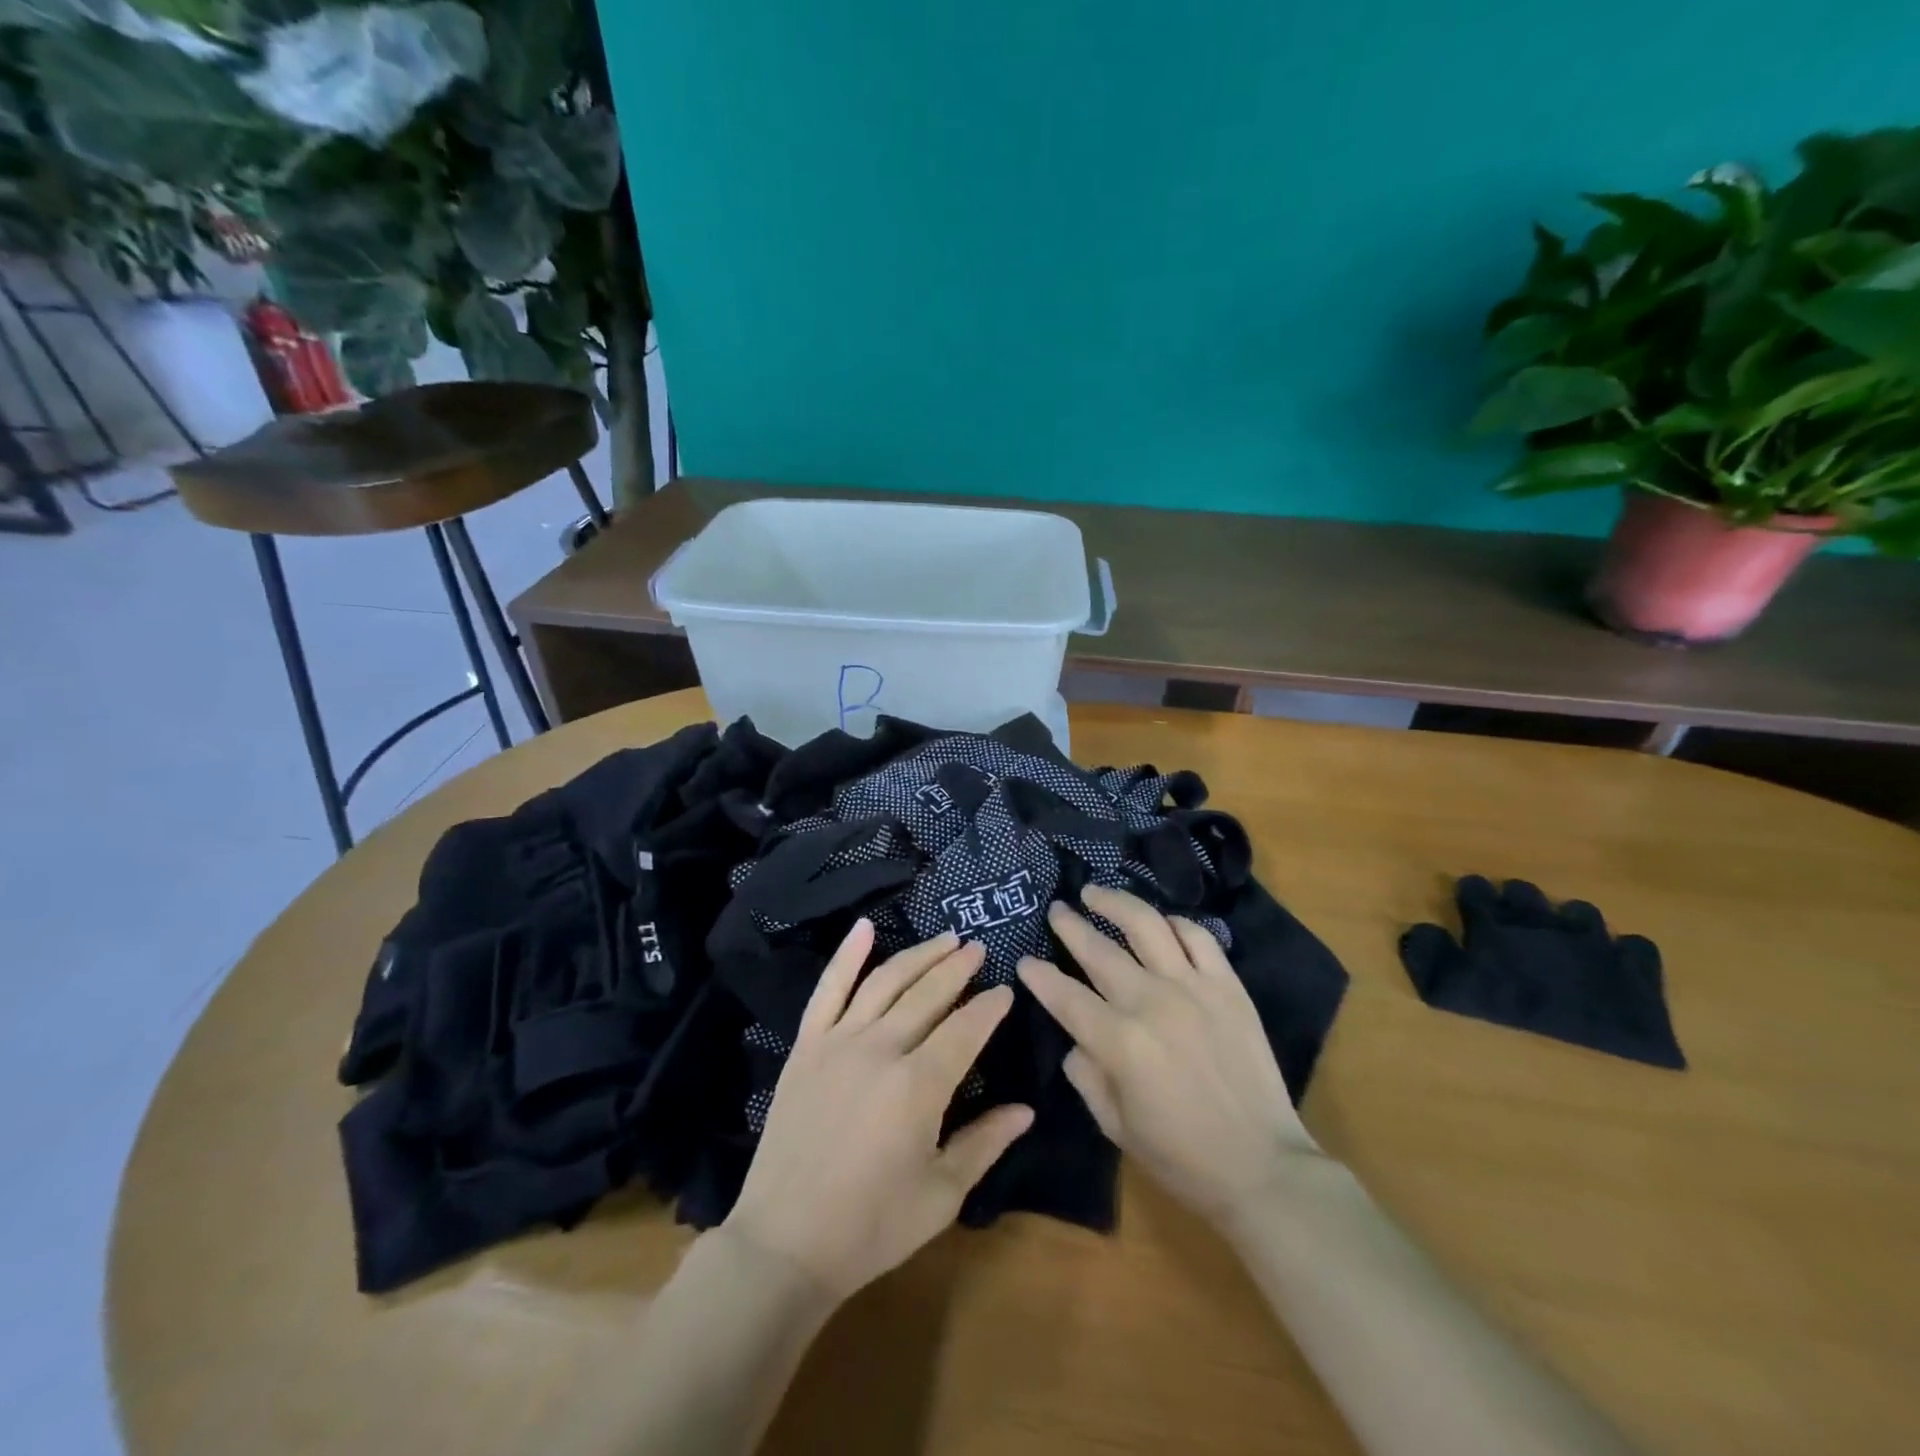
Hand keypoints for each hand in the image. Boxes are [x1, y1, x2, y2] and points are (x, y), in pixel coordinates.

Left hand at [722, 921, 1033, 1302]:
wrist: (785, 1242)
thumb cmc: (871, 1226)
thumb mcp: (941, 1195)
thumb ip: (985, 1143)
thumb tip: (1026, 1108)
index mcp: (919, 1086)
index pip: (965, 1029)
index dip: (990, 1007)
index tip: (1006, 990)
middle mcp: (881, 1049)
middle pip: (929, 994)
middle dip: (959, 968)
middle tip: (980, 949)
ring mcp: (838, 1042)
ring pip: (886, 982)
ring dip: (919, 955)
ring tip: (946, 939)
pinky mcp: (806, 1046)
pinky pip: (828, 988)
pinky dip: (847, 954)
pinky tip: (865, 927)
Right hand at [1017, 885, 1324, 1229]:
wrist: (1262, 1166)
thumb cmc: (1181, 1155)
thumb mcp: (1115, 1125)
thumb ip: (1086, 1075)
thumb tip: (1078, 1040)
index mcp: (1118, 1042)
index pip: (1065, 996)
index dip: (1040, 976)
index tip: (1025, 960)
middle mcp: (1150, 1002)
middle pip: (1099, 950)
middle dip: (1069, 926)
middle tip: (1056, 909)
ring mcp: (1193, 987)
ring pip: (1146, 925)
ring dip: (1115, 903)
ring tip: (1095, 893)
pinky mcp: (1228, 986)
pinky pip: (1198, 938)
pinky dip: (1174, 923)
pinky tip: (1160, 922)